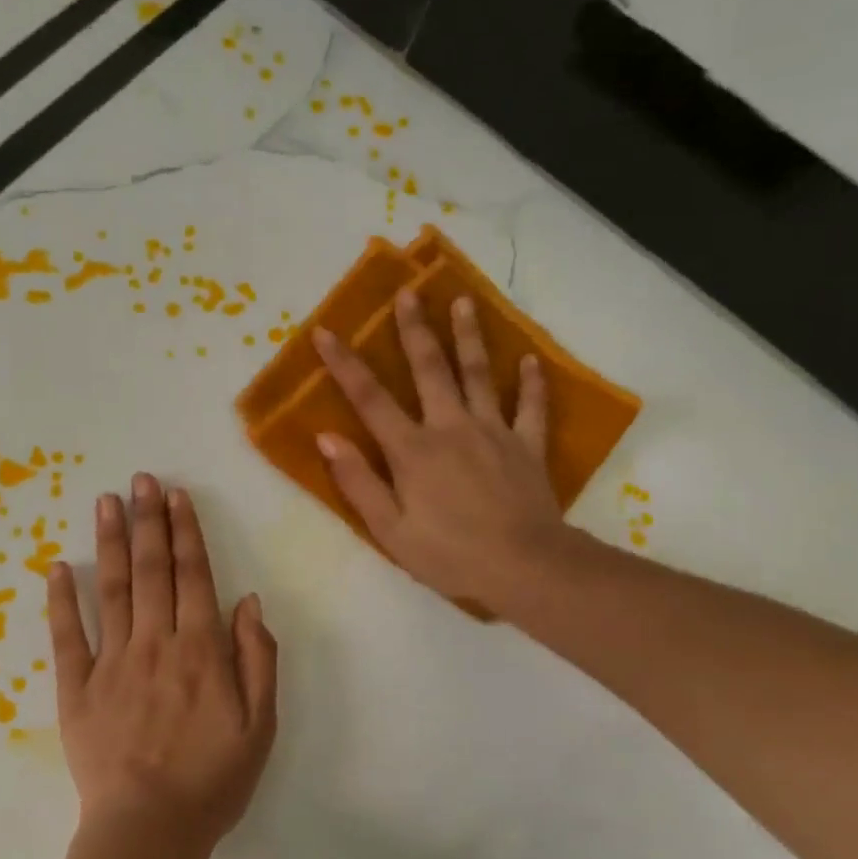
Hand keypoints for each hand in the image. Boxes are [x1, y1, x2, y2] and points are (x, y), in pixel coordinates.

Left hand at [46, 473, 278, 856]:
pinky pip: (67, 636)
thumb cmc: (212, 779)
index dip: (185, 532)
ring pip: (111, 589)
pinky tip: (57, 566)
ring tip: (106, 501)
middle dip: (148, 520)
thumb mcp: (261, 724)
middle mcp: (155, 642)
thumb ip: (257, 657)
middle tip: (142, 479)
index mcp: (200, 649)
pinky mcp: (77, 688)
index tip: (177, 496)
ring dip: (110, 542)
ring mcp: (111, 662)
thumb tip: (248, 600)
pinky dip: (61, 600)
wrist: (149, 830)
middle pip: (151, 570)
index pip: (193, 575)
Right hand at [313, 290, 573, 607]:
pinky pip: (531, 407)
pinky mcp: (527, 446)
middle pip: (430, 369)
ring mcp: (494, 432)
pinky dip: (532, 382)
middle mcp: (451, 428)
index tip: (325, 331)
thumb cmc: (450, 554)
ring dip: (469, 336)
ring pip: (479, 374)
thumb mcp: (390, 530)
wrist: (525, 567)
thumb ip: (358, 482)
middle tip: (408, 291)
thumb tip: (326, 437)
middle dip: (415, 329)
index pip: (370, 399)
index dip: (345, 364)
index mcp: (413, 450)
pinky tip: (530, 359)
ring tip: (463, 301)